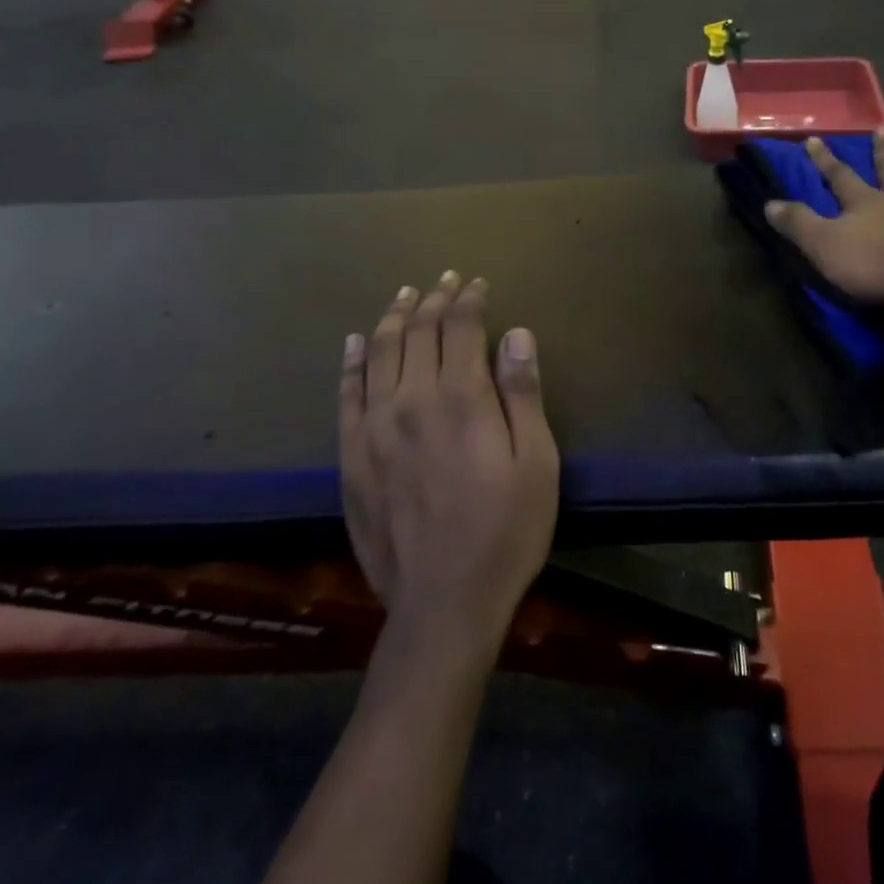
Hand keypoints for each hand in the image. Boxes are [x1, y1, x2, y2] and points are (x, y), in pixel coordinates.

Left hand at [339, 274, 559, 649]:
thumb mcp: (537, 463)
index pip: (460, 328)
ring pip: (380, 353)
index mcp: (461, 399)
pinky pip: (346, 395)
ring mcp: (373, 428)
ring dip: (394, 318)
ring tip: (404, 295)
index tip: (476, 283)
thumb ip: (523, 394)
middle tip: (444, 280)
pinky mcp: (351, 457)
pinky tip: (357, 342)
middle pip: (418, 333)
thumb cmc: (505, 531)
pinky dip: (353, 362)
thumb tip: (516, 334)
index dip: (468, 300)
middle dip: (433, 300)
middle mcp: (411, 401)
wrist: (442, 603)